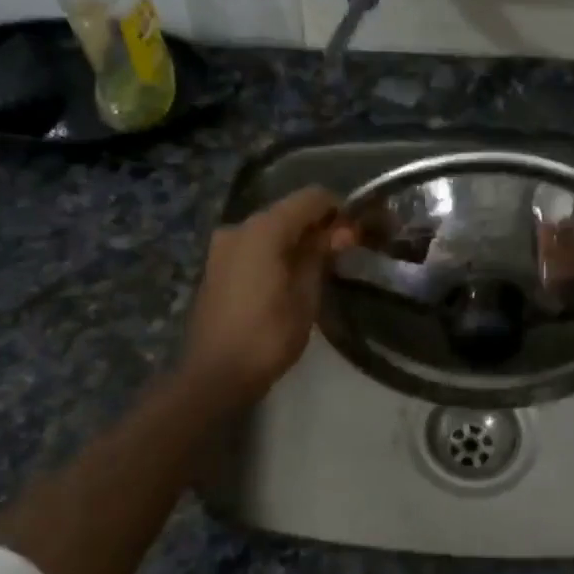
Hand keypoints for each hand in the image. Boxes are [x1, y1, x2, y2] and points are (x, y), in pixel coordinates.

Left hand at [179, 186, 341, 409]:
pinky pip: (254, 246)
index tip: (360, 231)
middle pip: (289, 211)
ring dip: (298, 240)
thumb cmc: (268, 336)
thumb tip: (341, 231)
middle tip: (346, 251)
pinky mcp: (216, 266)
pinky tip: (293, 276)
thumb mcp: (306, 296)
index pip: (311, 198)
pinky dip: (277, 252)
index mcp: (263, 229)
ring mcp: (222, 246)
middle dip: (320, 225)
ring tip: (323, 267)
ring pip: (271, 230)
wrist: (214, 376)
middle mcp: (239, 227)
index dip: (340, 209)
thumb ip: (321, 255)